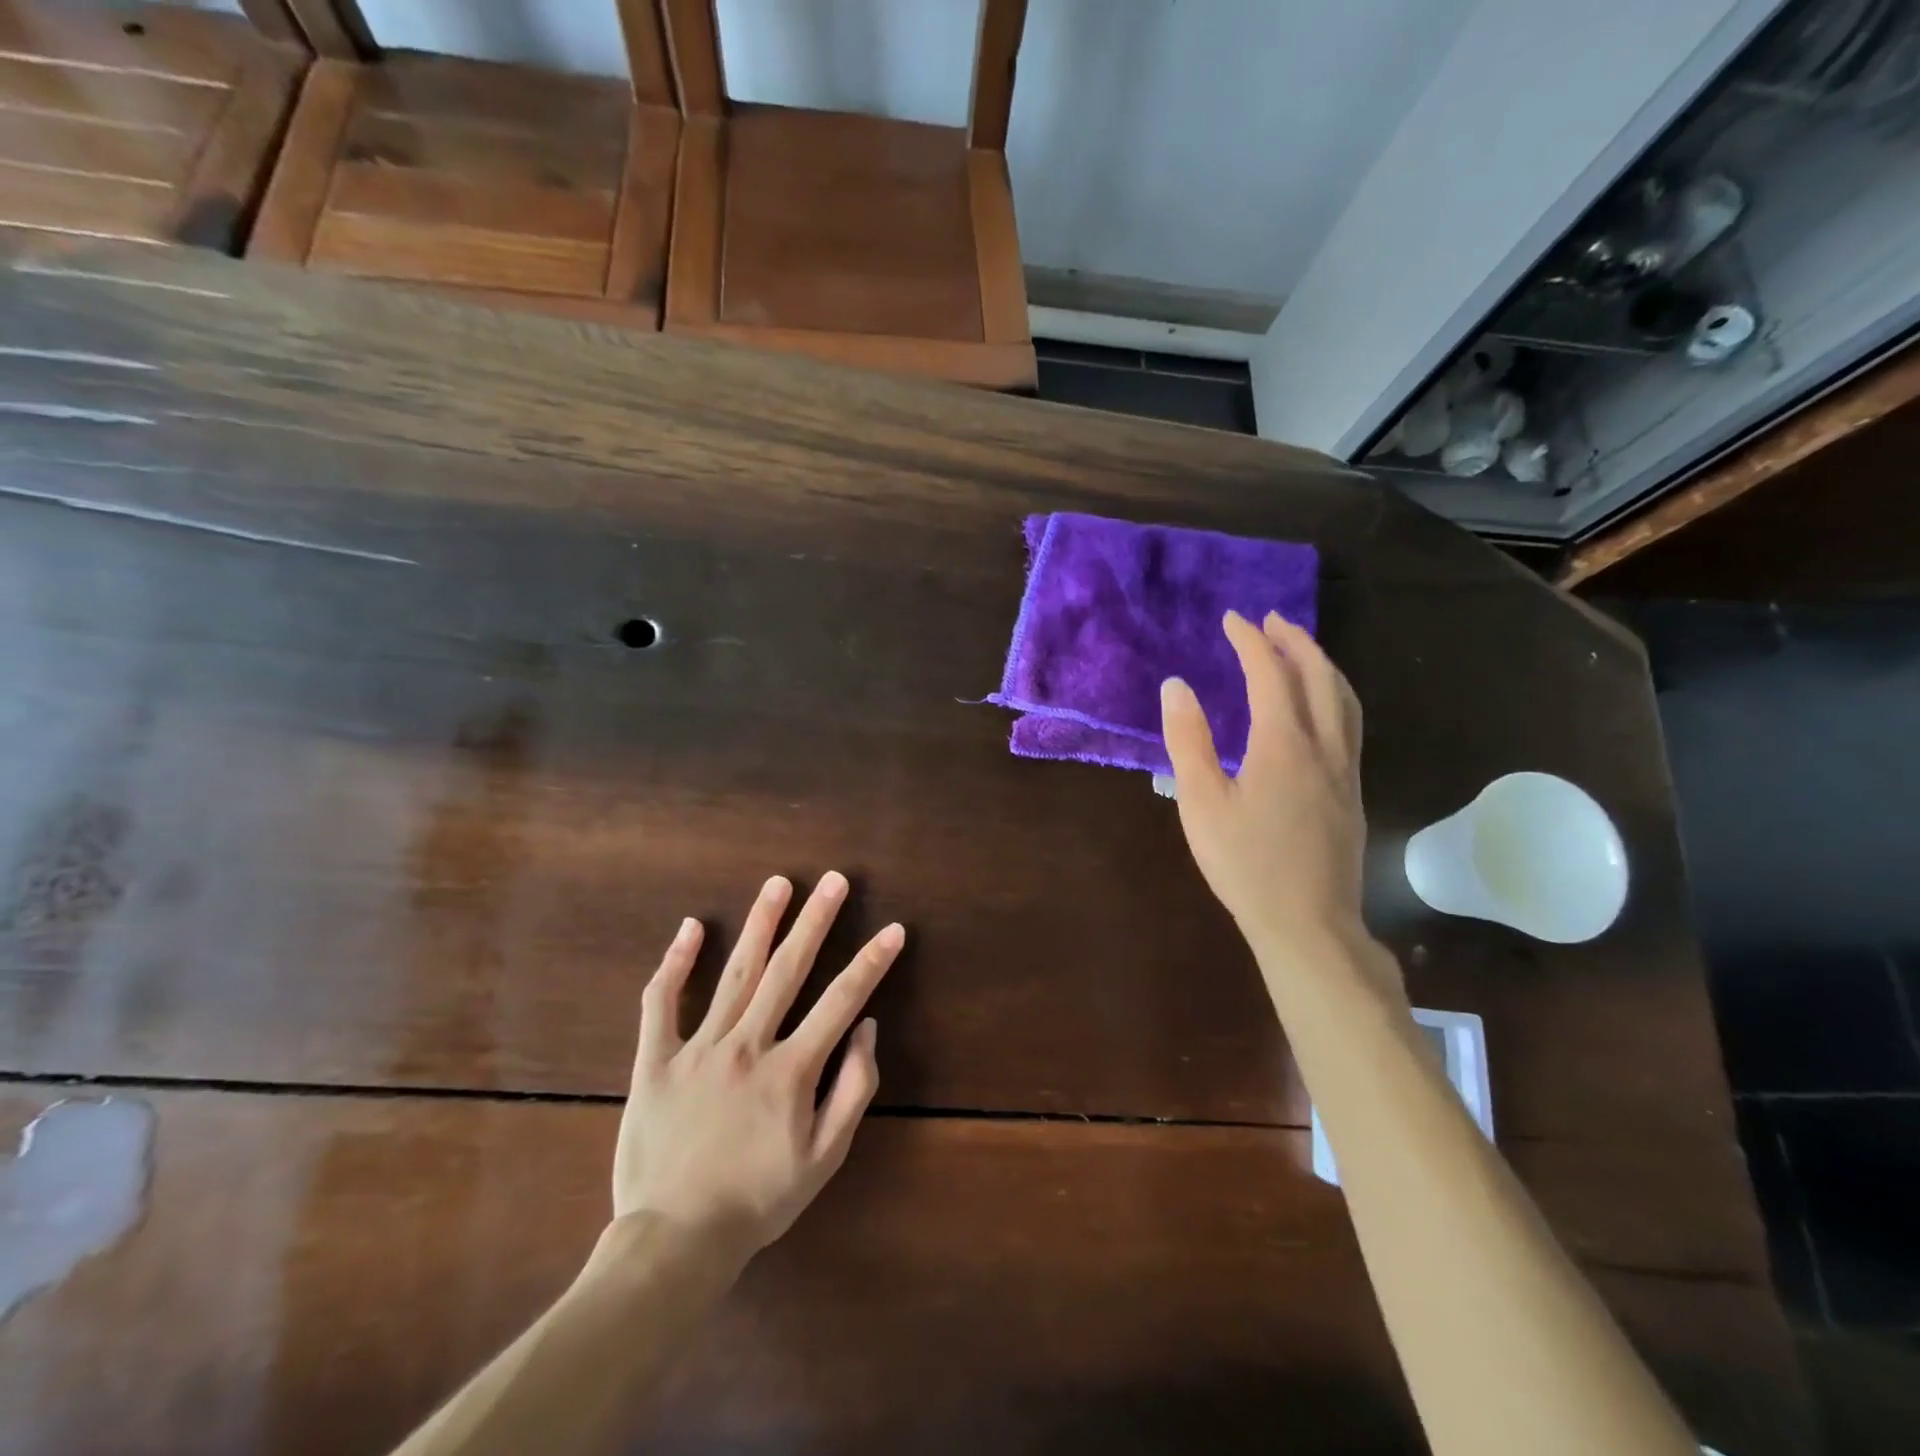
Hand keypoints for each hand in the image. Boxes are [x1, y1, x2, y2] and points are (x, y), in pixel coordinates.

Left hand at [614, 872, 904, 1257]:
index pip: (841, 1001)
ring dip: (760, 924)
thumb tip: (866, 1028)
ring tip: (778, 884)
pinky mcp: (656, 1061)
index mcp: (791, 1070)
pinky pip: (662, 1003)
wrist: (674, 1241)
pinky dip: (674, 963)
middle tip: (834, 880)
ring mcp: (699, 1049)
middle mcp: (748, 1046)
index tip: (893, 930)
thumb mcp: (824, 1158)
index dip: (872, 963)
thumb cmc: (758, 1200)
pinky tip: (690, 928)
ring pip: (735, 973)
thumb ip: (853, 1089)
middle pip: (788, 970)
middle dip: (816, 920)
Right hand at [1160, 610, 1367, 958]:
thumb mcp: (1201, 802)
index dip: (1251, 641)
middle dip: (1295, 641)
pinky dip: (1335, 695)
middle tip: (1271, 620)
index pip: (1270, 674)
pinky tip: (1320, 709)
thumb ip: (1188, 740)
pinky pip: (1350, 724)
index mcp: (1283, 743)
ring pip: (1344, 699)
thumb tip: (1177, 686)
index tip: (1232, 619)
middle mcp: (1324, 747)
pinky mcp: (1353, 794)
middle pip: (1319, 676)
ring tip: (1300, 650)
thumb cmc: (1244, 863)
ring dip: (1322, 665)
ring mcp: (1346, 771)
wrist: (1308, 923)